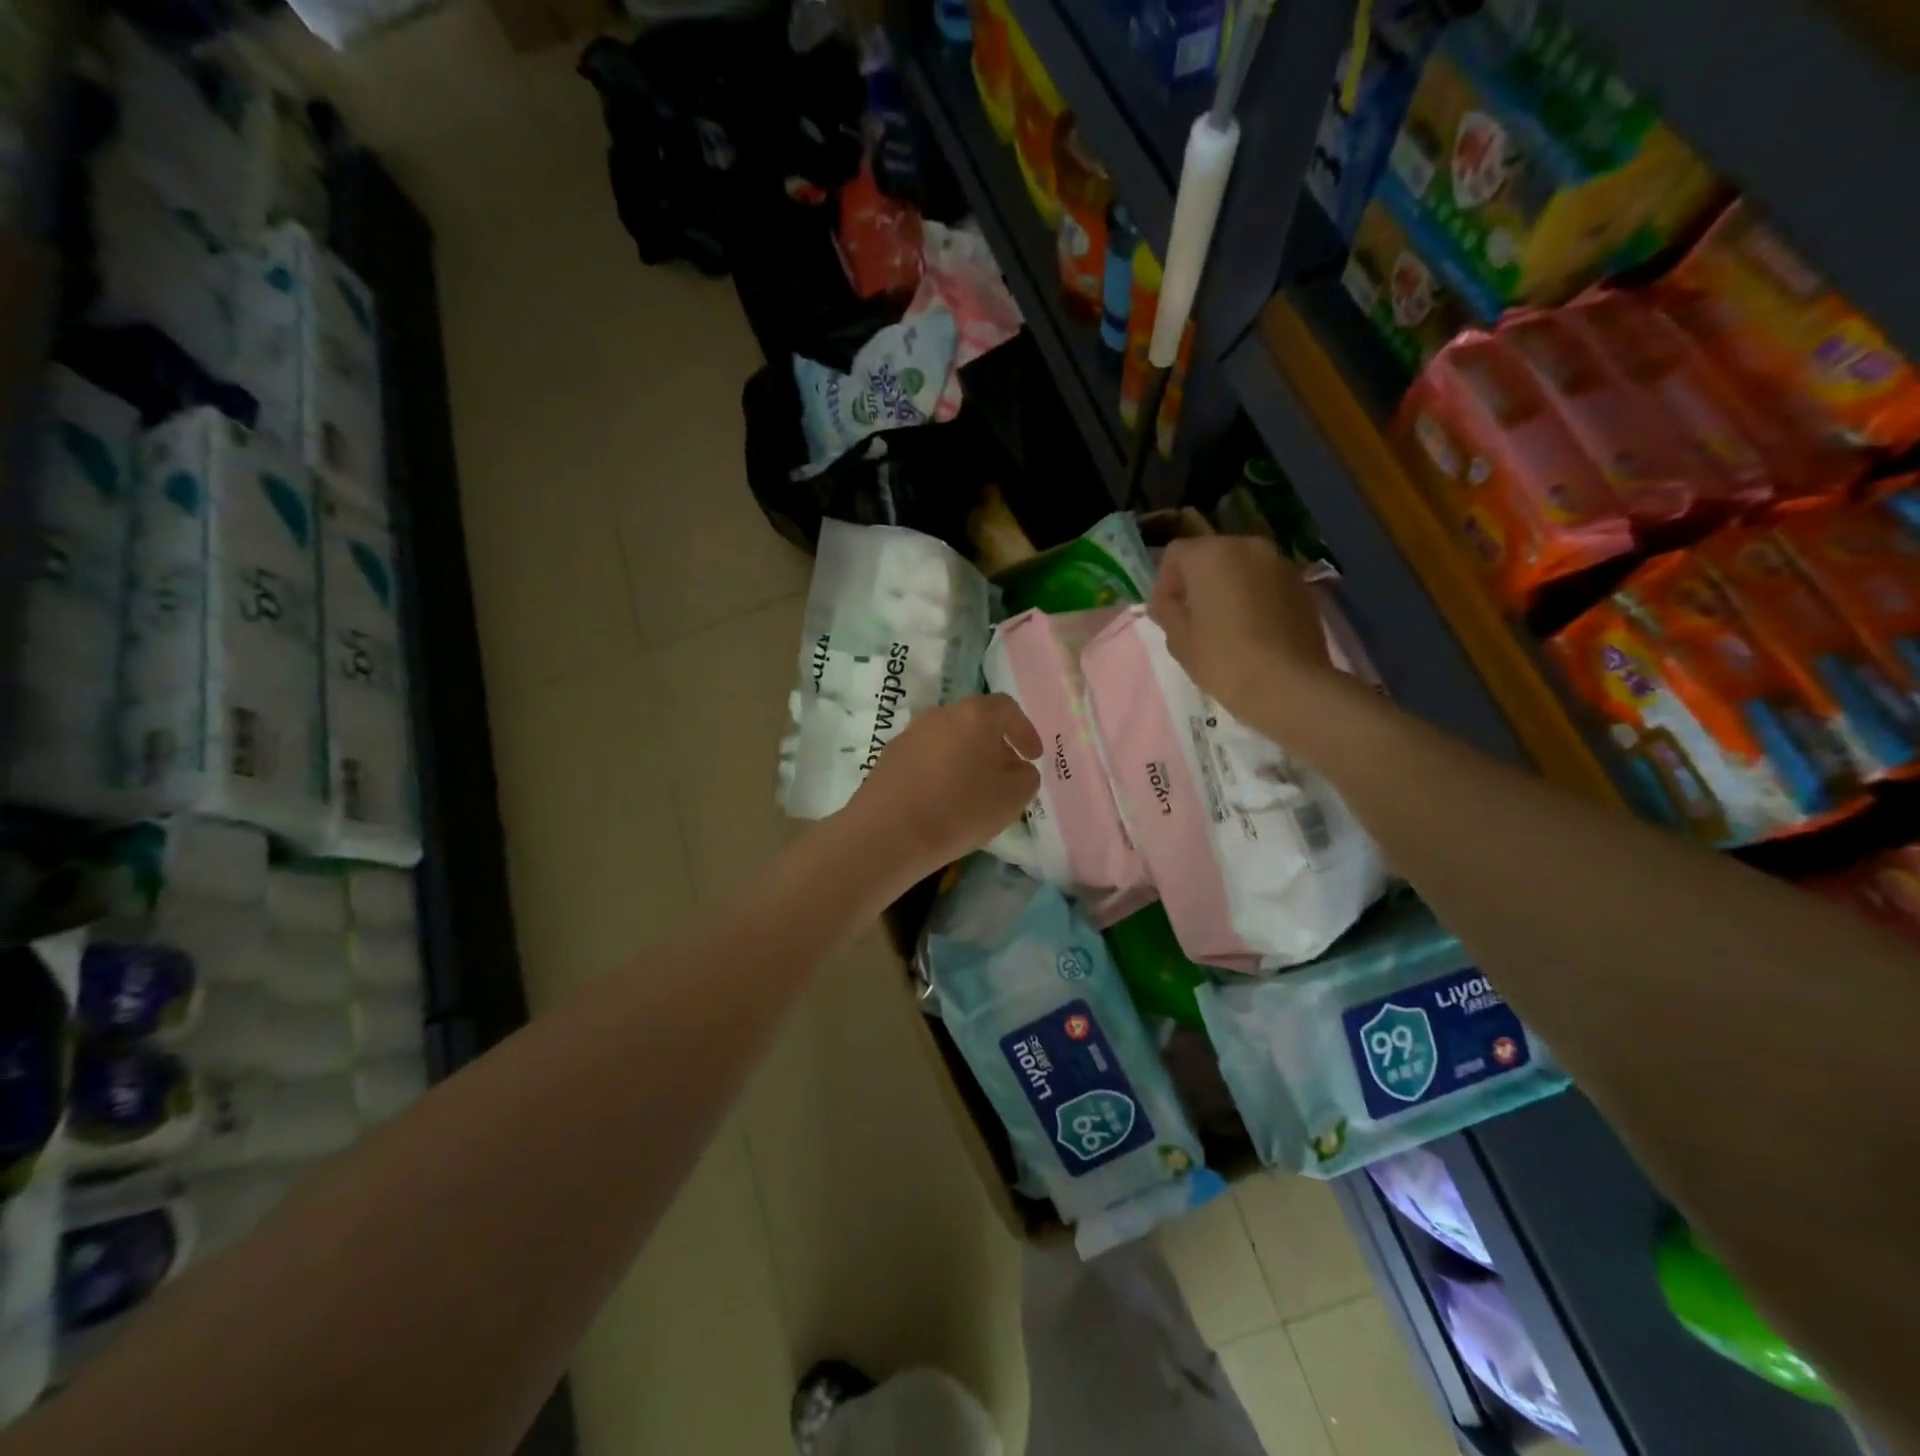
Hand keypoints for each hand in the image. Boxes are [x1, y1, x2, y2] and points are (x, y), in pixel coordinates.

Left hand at [844, 694, 1042, 879]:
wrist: (888, 833)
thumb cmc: (960, 809)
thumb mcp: (1013, 797)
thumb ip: (1026, 776)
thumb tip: (1017, 767)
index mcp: (974, 714)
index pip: (1007, 708)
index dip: (1024, 731)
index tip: (1033, 756)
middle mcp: (940, 715)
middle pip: (975, 722)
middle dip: (994, 745)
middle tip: (1006, 773)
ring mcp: (910, 734)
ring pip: (948, 739)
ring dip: (965, 758)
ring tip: (974, 790)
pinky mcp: (889, 758)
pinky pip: (926, 758)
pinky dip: (941, 771)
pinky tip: (943, 800)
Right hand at [1149, 535, 1336, 723]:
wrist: (1288, 684)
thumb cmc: (1223, 660)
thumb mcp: (1179, 640)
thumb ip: (1167, 612)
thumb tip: (1167, 603)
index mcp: (1210, 555)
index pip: (1175, 554)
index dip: (1165, 583)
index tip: (1167, 614)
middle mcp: (1247, 546)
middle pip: (1211, 555)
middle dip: (1198, 582)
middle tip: (1194, 619)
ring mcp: (1279, 563)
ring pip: (1241, 567)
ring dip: (1228, 588)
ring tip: (1225, 625)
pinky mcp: (1301, 584)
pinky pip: (1265, 582)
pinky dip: (1254, 596)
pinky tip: (1253, 630)